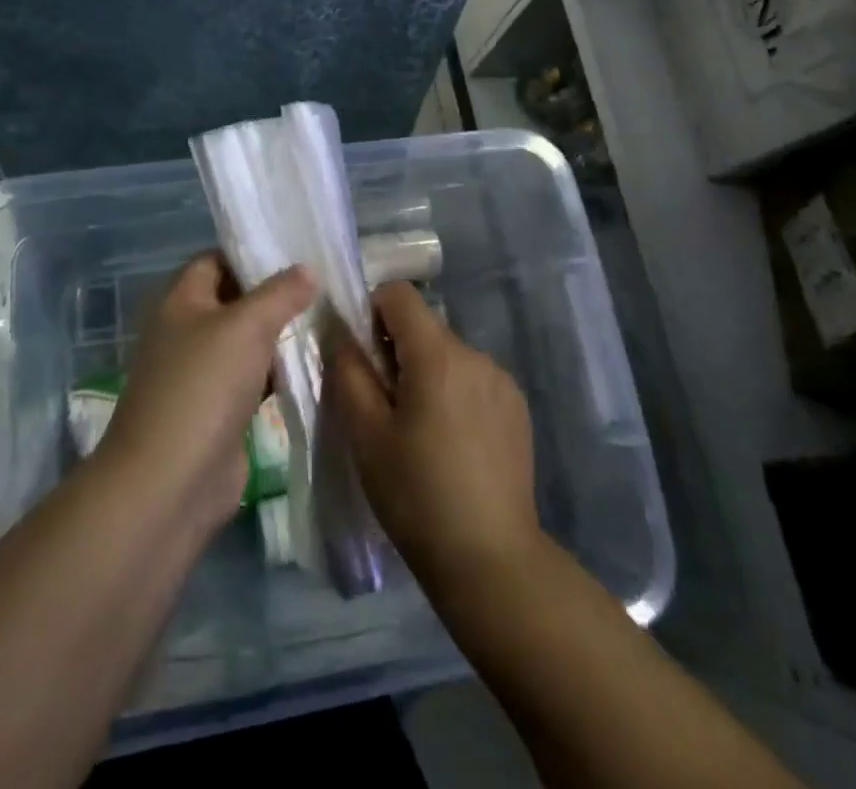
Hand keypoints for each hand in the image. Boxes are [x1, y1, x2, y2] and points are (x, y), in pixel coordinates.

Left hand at [100, 253, 313, 533]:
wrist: (170, 482)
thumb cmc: (203, 386)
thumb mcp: (246, 326)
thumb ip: (280, 293)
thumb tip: (307, 269)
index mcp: (180, 301)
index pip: (215, 260)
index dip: (251, 253)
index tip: (296, 252)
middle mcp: (186, 332)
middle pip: (233, 301)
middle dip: (273, 296)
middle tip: (322, 287)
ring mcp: (200, 375)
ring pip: (245, 343)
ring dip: (278, 337)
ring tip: (326, 322)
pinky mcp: (216, 413)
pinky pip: (251, 381)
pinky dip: (276, 375)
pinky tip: (311, 368)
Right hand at [329, 281, 542, 592]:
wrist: (491, 561)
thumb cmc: (417, 494)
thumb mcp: (366, 433)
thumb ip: (348, 370)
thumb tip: (339, 329)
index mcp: (438, 354)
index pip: (398, 294)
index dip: (371, 312)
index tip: (361, 357)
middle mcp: (476, 354)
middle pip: (423, 327)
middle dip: (395, 350)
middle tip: (381, 406)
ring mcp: (502, 381)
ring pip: (447, 355)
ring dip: (425, 374)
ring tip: (417, 432)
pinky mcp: (516, 408)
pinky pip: (472, 380)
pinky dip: (453, 394)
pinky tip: (450, 445)